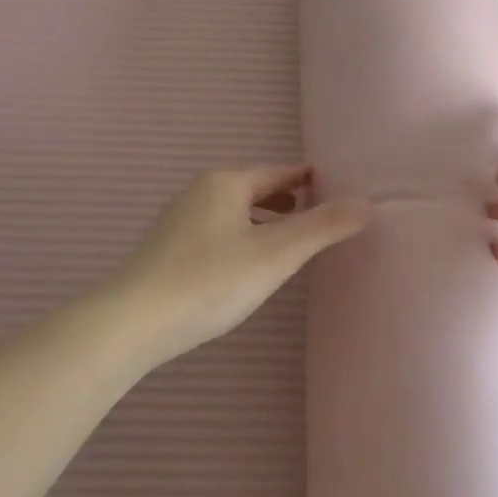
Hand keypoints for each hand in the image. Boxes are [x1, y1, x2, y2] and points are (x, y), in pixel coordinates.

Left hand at [112, 165, 371, 366]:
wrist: (131, 323)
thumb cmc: (210, 281)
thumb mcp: (276, 254)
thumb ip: (323, 227)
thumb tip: (366, 203)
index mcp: (226, 183)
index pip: (280, 173)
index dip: (309, 180)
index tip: (334, 189)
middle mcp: (199, 192)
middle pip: (254, 189)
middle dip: (286, 200)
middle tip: (317, 216)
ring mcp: (178, 221)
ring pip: (233, 212)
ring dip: (262, 221)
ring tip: (286, 241)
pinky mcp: (165, 249)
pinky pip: (216, 232)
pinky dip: (240, 237)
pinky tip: (244, 265)